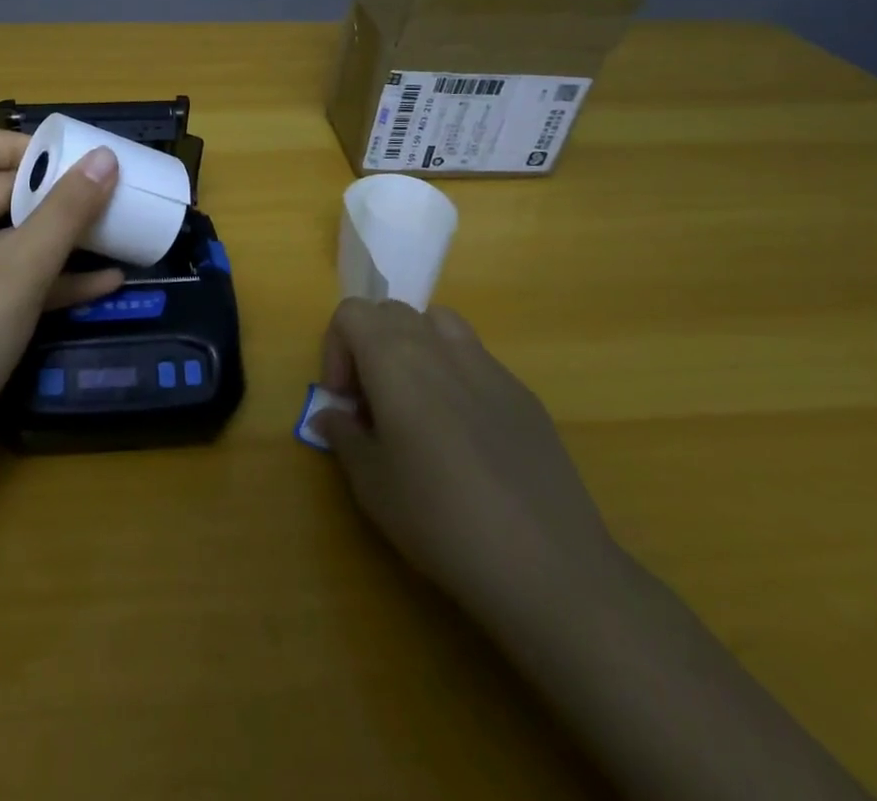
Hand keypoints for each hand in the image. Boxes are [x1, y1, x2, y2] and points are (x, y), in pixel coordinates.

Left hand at [0, 129, 122, 439]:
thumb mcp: (22, 266)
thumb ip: (67, 210)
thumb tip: (105, 156)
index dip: (17, 145)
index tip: (67, 161)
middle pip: (0, 191)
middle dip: (54, 190)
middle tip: (107, 194)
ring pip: (15, 238)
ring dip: (63, 236)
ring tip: (116, 233)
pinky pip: (17, 280)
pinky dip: (56, 278)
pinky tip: (105, 285)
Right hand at [314, 299, 619, 615]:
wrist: (548, 565)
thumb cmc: (441, 519)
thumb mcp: (372, 485)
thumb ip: (343, 436)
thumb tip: (329, 415)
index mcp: (394, 359)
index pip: (350, 313)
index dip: (336, 349)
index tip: (344, 401)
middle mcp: (438, 346)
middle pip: (391, 312)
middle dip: (371, 346)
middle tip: (373, 404)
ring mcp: (487, 365)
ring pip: (437, 323)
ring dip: (415, 347)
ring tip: (417, 402)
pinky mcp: (522, 393)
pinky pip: (475, 358)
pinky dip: (455, 374)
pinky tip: (466, 434)